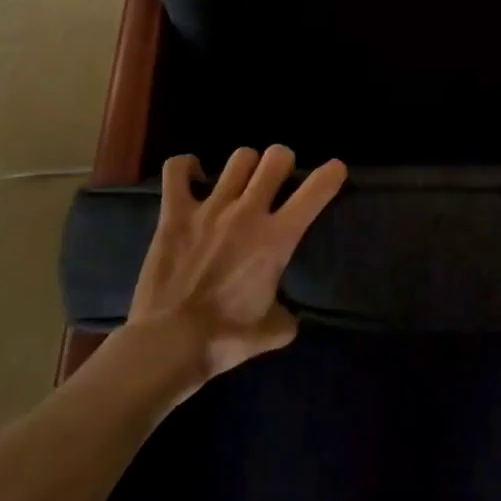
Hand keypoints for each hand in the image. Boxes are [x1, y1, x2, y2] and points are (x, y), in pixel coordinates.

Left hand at [126, 145, 346, 380]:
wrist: (167, 344)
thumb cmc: (224, 339)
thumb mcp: (271, 332)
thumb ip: (285, 318)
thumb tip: (288, 318)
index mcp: (277, 238)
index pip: (317, 189)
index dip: (332, 173)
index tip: (334, 172)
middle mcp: (248, 212)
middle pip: (277, 157)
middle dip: (283, 162)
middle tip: (277, 180)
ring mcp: (210, 208)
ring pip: (239, 158)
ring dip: (246, 166)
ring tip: (240, 182)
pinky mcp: (174, 214)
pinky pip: (177, 170)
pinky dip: (186, 167)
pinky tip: (193, 177)